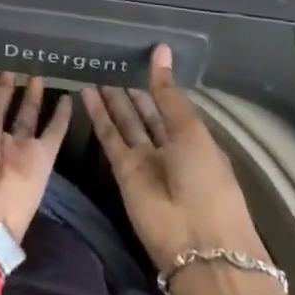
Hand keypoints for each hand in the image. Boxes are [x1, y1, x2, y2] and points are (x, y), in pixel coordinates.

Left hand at [0, 42, 73, 244]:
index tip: (0, 48)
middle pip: (4, 104)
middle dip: (12, 82)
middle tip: (24, 54)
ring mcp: (18, 149)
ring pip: (28, 116)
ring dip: (34, 96)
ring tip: (42, 69)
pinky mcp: (42, 161)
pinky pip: (53, 133)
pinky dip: (62, 117)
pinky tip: (70, 97)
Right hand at [82, 45, 263, 270]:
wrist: (197, 243)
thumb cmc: (206, 180)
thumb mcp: (191, 130)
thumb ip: (169, 93)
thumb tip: (161, 50)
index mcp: (194, 139)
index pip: (172, 105)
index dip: (157, 83)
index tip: (142, 57)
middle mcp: (169, 149)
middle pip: (147, 114)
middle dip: (132, 91)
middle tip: (114, 61)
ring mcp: (145, 161)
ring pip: (126, 123)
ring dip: (112, 100)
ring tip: (97, 71)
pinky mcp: (123, 172)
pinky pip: (109, 137)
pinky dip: (99, 116)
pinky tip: (88, 92)